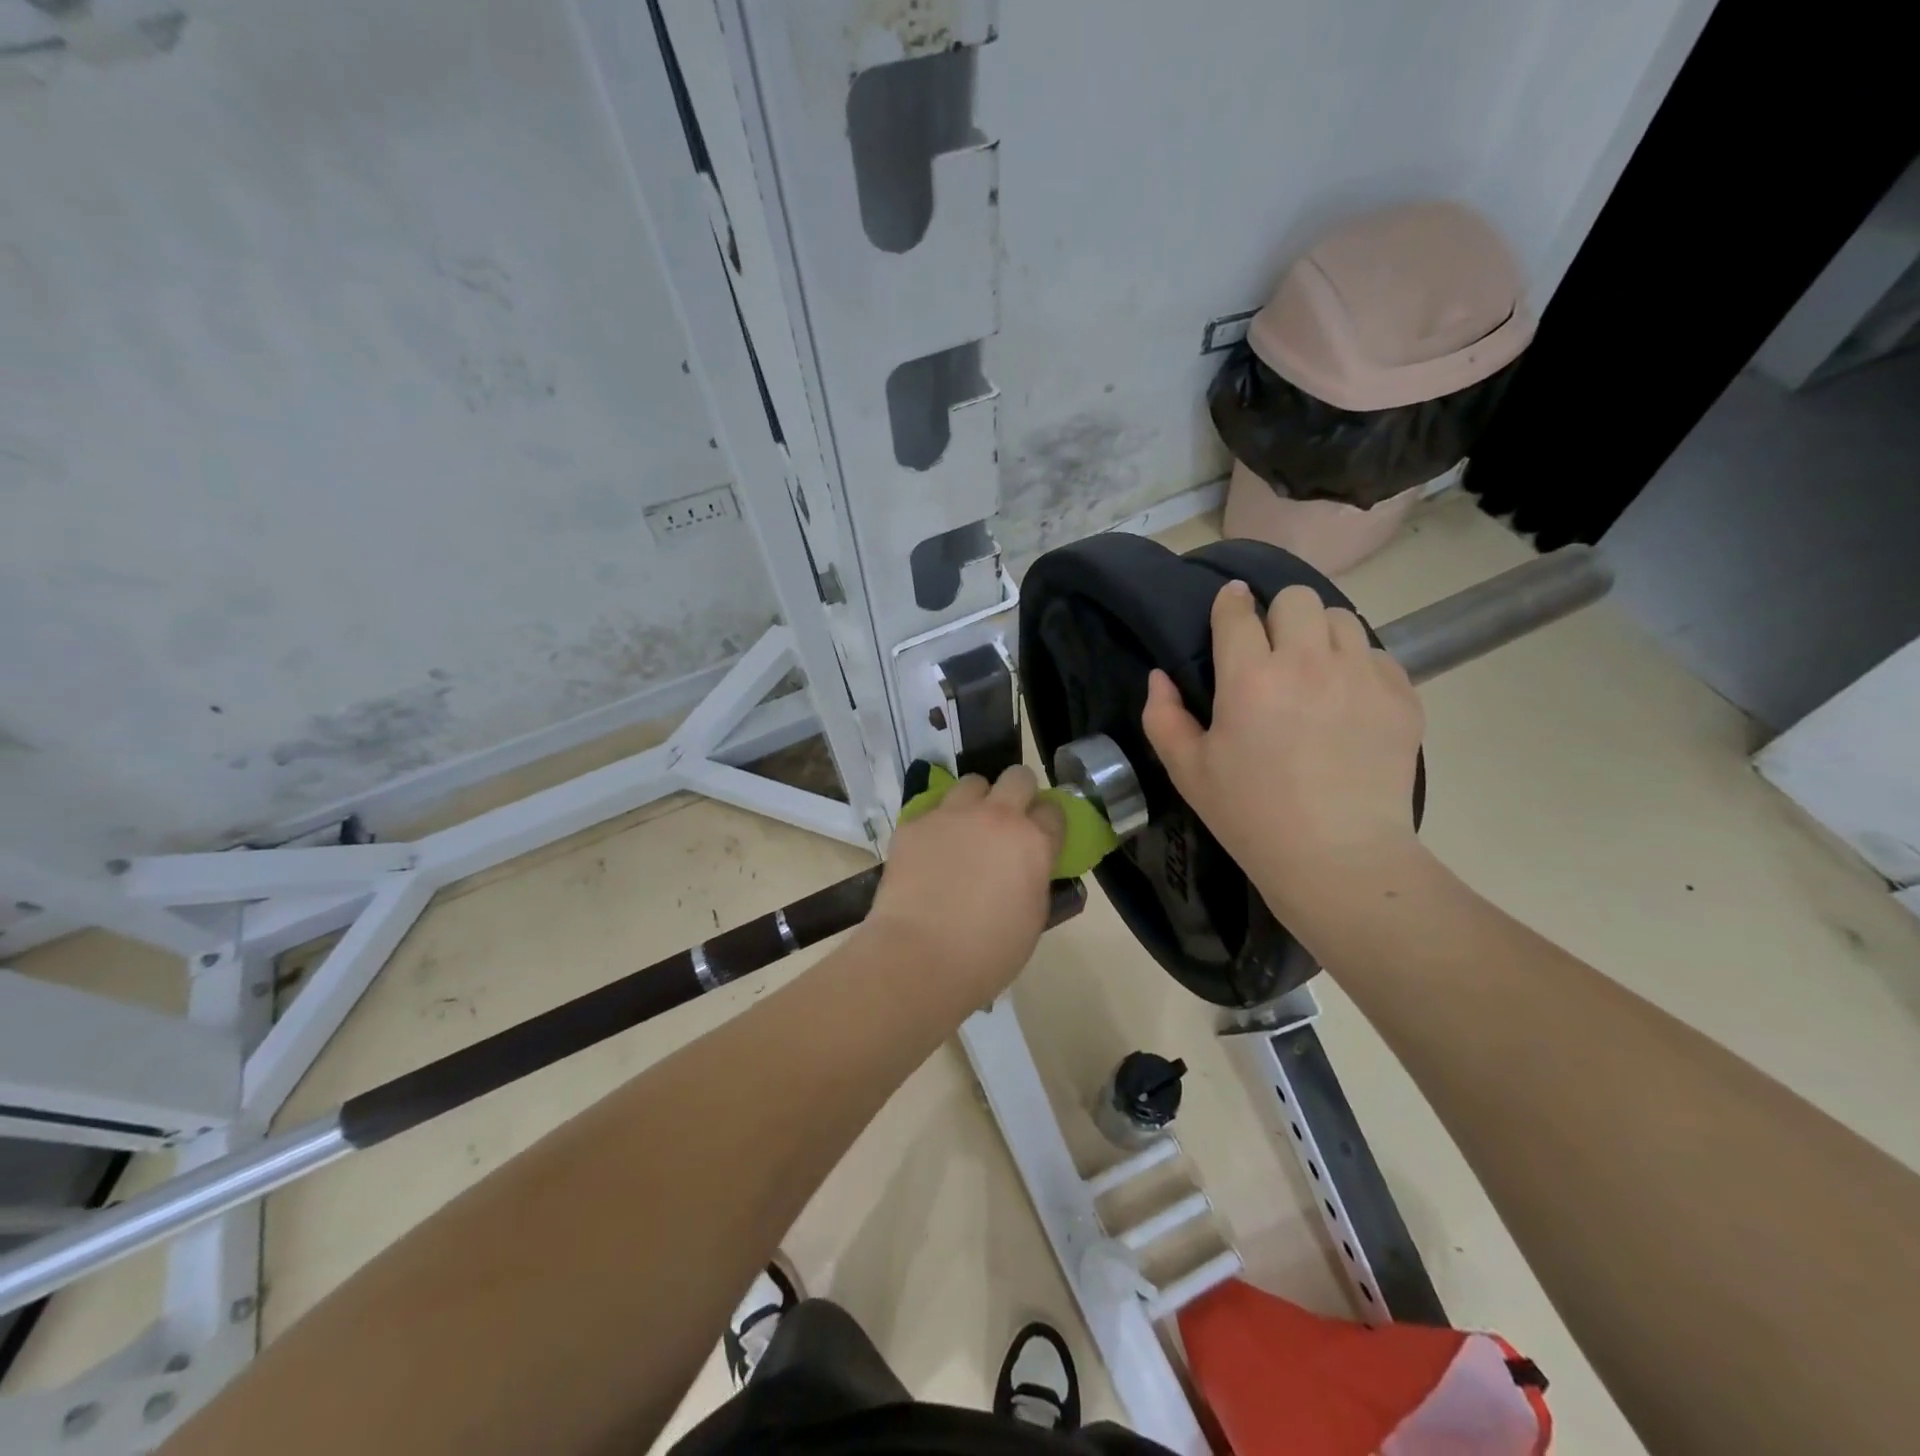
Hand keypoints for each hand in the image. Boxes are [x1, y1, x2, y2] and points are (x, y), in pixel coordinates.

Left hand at [863, 765, 1065, 1000]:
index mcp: (1033, 842)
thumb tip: (1027, 866)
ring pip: (972, 783)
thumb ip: (1035, 878)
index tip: (1040, 835)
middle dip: (1017, 792)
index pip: (1054, 809)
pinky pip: (932, 810)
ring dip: (975, 800)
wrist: (920, 957)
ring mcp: (951, 814)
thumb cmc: (988, 953)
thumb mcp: (1033, 918)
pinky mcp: (914, 823)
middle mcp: (996, 816)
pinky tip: (929, 852)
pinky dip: (937, 824)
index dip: (1047, 821)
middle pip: (1017, 777)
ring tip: (965, 829)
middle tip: (1007, 820)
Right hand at [1141, 580, 1425, 920]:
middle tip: (1273, 650)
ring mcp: (1362, 675)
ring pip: (1343, 618)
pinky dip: (1359, 666)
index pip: (1238, 611)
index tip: (1230, 607)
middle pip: (1297, 598)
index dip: (1230, 603)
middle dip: (1278, 614)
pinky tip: (1348, 702)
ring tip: (1315, 671)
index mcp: (1249, 677)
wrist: (1337, 856)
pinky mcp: (1401, 696)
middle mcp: (1308, 662)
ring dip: (1321, 634)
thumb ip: (1163, 717)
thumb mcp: (1187, 771)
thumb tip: (1160, 678)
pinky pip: (1379, 655)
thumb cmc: (1250, 815)